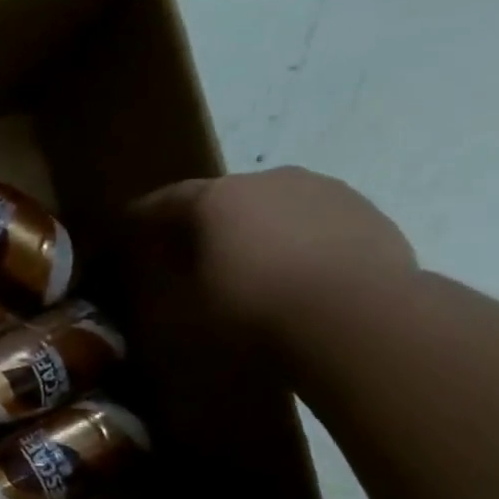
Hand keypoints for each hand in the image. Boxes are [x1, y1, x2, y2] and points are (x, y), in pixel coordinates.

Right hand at [125, 167, 416, 350]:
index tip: (130, 223)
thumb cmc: (253, 309)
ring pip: (275, 207)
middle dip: (206, 222)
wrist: (360, 318)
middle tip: (193, 252)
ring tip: (253, 264)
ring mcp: (324, 190)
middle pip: (224, 198)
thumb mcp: (187, 306)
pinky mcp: (368, 212)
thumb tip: (162, 269)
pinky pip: (316, 223)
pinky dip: (300, 241)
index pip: (168, 199)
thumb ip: (168, 281)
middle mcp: (268, 180)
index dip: (146, 214)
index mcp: (216, 198)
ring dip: (258, 229)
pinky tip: (300, 274)